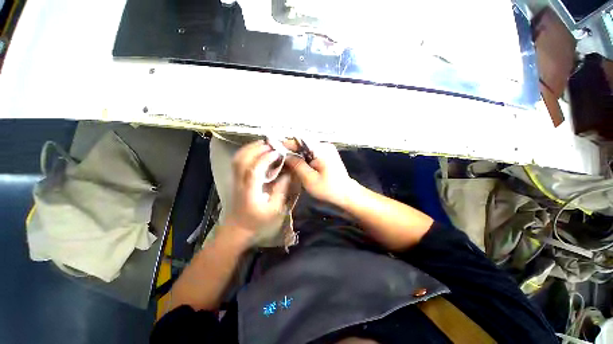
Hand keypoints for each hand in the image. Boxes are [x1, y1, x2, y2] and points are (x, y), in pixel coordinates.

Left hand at [225, 141, 290, 236]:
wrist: (237, 230)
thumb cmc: (257, 222)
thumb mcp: (274, 209)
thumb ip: (281, 190)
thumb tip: (288, 174)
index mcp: (250, 191)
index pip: (255, 169)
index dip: (266, 158)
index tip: (278, 152)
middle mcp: (240, 182)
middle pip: (243, 159)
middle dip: (257, 148)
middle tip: (273, 144)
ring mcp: (235, 179)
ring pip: (238, 158)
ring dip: (251, 148)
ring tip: (265, 144)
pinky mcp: (235, 179)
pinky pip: (238, 161)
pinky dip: (246, 152)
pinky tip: (256, 151)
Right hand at [285, 141, 357, 206]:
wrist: (345, 193)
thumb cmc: (328, 188)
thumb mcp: (309, 179)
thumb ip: (297, 165)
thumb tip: (285, 155)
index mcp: (321, 149)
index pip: (300, 141)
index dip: (287, 144)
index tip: (275, 149)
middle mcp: (324, 145)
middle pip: (303, 144)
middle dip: (291, 150)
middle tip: (279, 157)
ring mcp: (326, 149)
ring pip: (306, 148)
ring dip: (297, 154)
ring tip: (286, 161)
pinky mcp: (327, 154)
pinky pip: (311, 153)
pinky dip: (303, 157)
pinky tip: (297, 164)